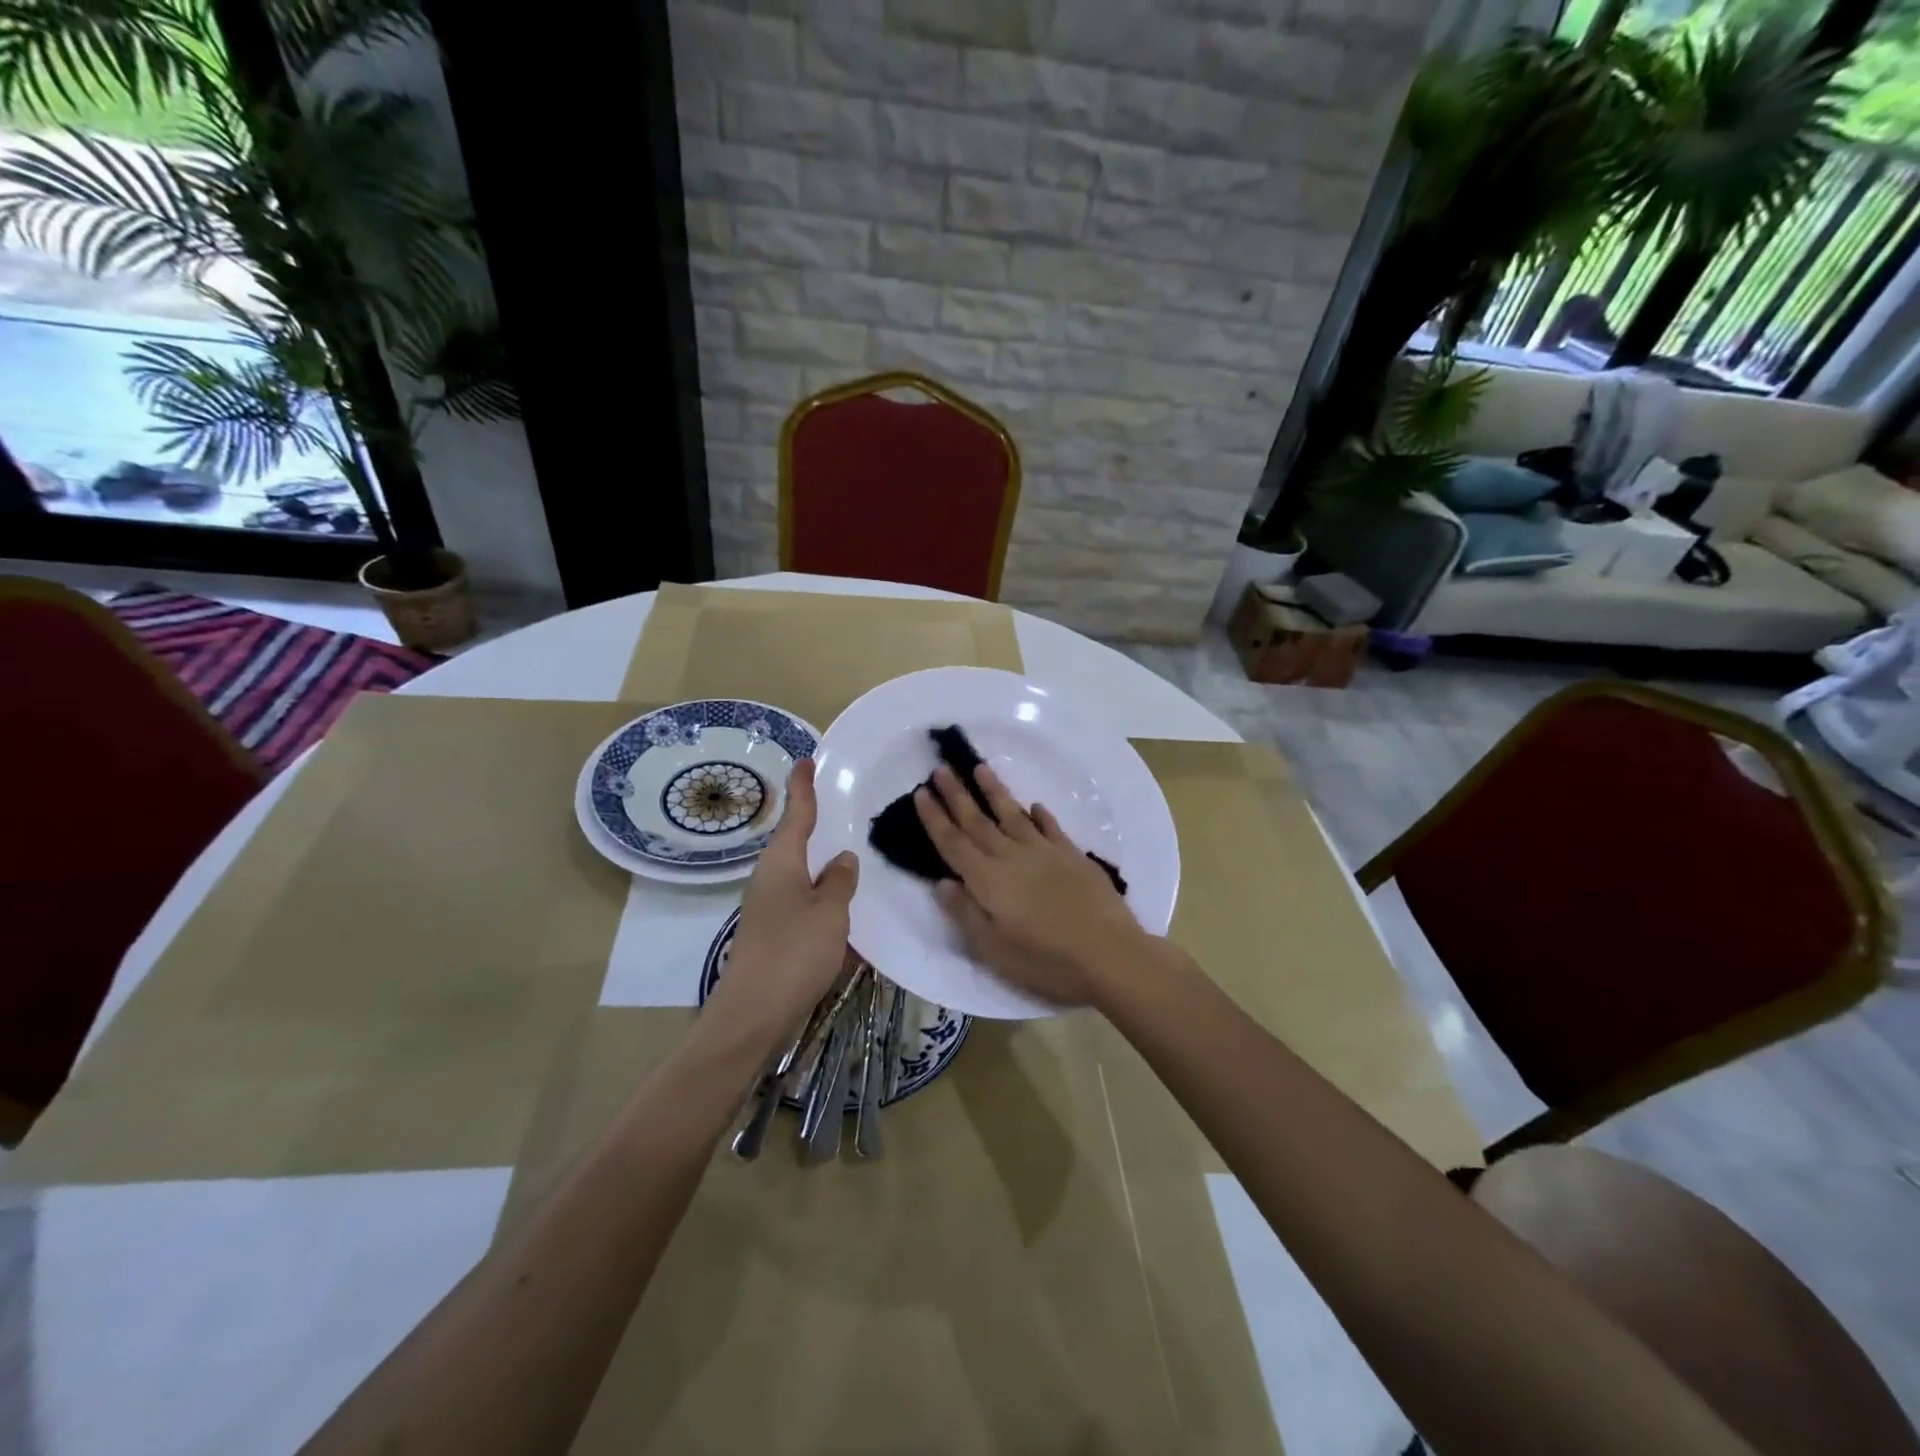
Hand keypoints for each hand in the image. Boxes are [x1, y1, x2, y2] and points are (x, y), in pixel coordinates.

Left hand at [703, 760, 858, 1057]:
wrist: (752, 1015)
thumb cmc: (793, 953)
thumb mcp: (830, 912)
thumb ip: (840, 882)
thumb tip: (843, 858)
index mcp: (782, 862)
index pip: (796, 814)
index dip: (803, 787)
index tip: (807, 761)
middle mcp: (771, 879)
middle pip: (796, 843)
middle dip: (818, 826)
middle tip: (845, 808)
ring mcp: (770, 908)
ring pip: (803, 876)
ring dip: (825, 867)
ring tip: (856, 856)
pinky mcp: (774, 935)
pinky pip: (805, 905)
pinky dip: (826, 900)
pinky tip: (849, 910)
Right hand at [914, 763, 1151, 1007]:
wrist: (1108, 953)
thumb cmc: (1045, 959)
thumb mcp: (993, 949)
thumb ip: (965, 913)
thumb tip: (942, 882)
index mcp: (987, 880)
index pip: (953, 843)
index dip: (935, 818)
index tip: (921, 792)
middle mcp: (1011, 856)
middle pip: (977, 821)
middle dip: (956, 794)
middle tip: (940, 768)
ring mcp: (1044, 852)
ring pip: (1013, 814)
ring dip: (994, 791)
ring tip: (980, 767)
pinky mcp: (1072, 855)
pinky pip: (1051, 827)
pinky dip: (1040, 815)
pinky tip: (1035, 806)